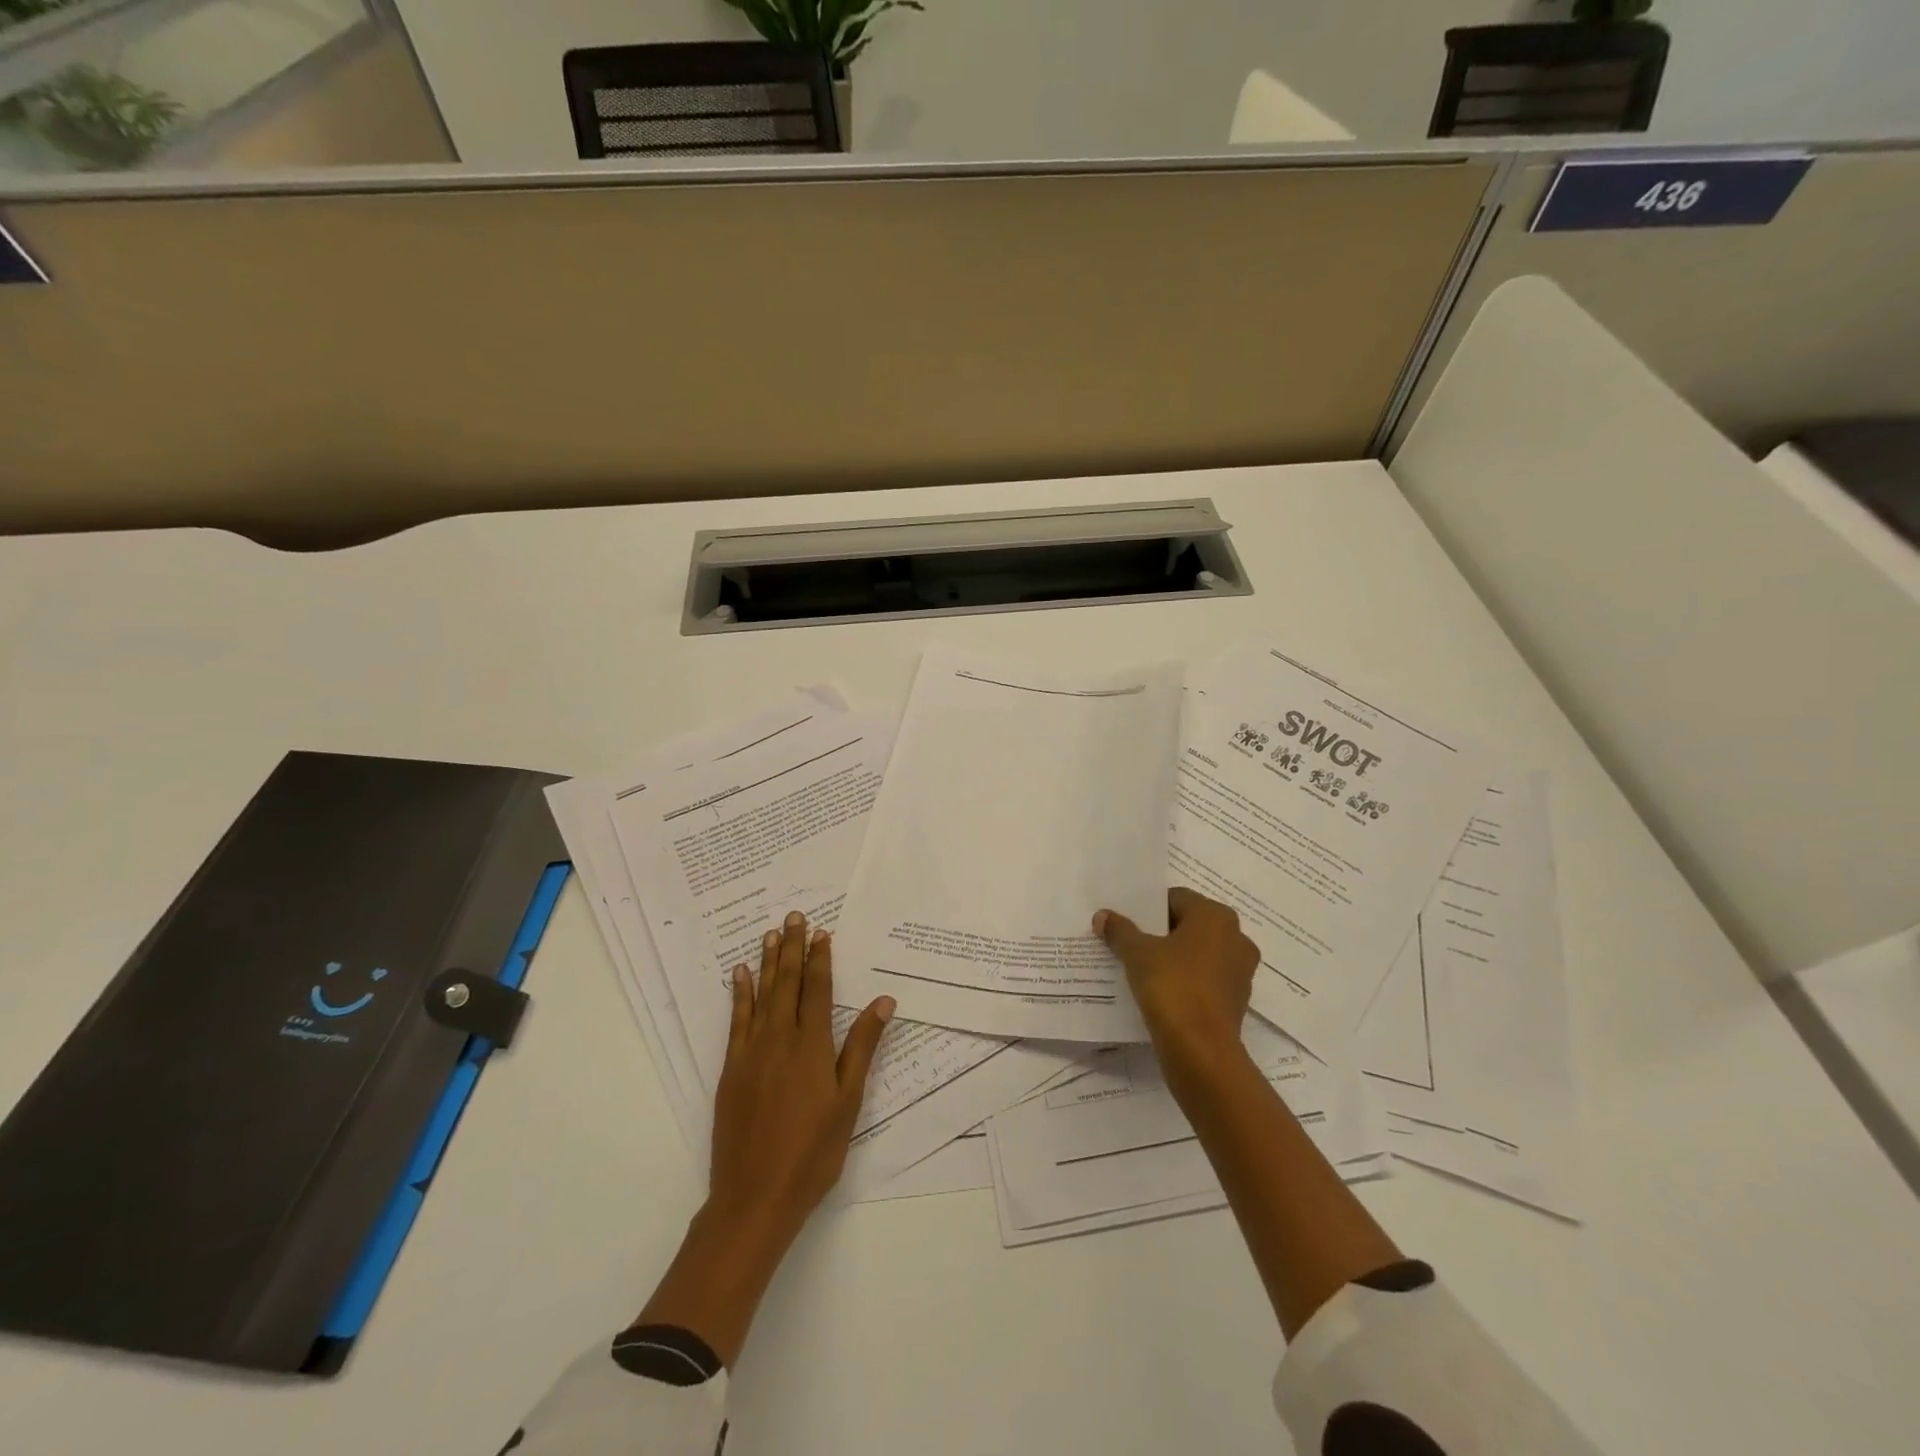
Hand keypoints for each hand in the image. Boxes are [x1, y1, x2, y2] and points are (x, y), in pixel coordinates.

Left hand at [632, 910, 894, 1367]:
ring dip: (768, 962)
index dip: (820, 959)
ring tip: (770, 933)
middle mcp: (780, 1039)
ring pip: (762, 995)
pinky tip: (740, 975)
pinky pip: (736, 1020)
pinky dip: (740, 994)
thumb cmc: (813, 1152)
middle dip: (792, 948)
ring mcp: (752, 1052)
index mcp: (812, 1046)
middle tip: (793, 917)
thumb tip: (882, 1001)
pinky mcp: (731, 1069)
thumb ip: (862, 1048)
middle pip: (788, 984)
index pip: (818, 990)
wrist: (755, 1196)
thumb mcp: (848, 1102)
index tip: (821, 932)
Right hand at [1094, 888, 1257, 1062]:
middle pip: (1190, 925)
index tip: (1127, 921)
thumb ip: (1120, 930)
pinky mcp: (1236, 1001)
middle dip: (1161, 932)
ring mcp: (1240, 971)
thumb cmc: (1172, 985)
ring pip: (1199, 954)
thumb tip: (1102, 916)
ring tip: (1142, 967)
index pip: (1176, 898)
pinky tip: (1160, 991)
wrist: (1200, 1050)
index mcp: (1216, 916)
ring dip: (1175, 957)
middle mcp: (1236, 937)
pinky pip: (1205, 980)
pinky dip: (1186, 981)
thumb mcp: (1137, 953)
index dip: (1148, 908)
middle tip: (1131, 941)